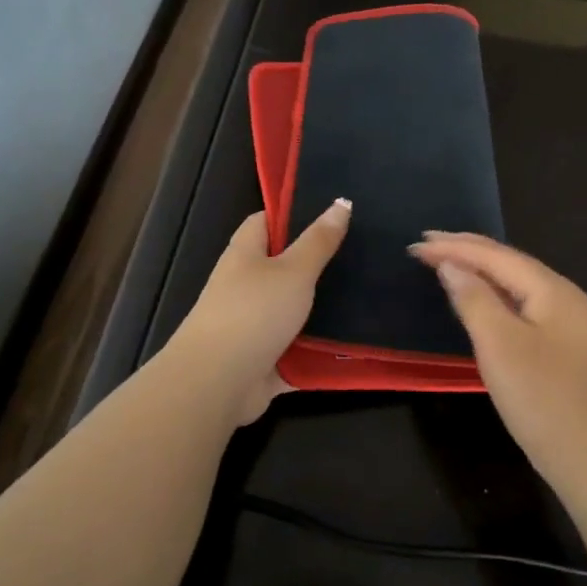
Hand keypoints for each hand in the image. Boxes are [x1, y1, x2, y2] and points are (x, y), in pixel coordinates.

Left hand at [170, 199, 352, 425]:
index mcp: (245, 255)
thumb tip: (341, 202)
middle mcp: (246, 286)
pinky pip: (300, 350)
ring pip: (295, 311)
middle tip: (363, 257)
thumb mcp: (293, 271)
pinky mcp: (265, 360)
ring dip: (324, 310)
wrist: (217, 382)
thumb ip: (319, 241)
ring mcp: (254, 325)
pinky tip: (356, 343)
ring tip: (369, 297)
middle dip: (319, 265)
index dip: (294, 215)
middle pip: (285, 268)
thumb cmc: (253, 313)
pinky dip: (322, 350)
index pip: (266, 222)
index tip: (332, 215)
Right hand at [409, 232, 586, 486]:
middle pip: (509, 264)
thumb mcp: (500, 344)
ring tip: (446, 265)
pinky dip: (494, 297)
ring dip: (480, 272)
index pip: (495, 256)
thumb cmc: (543, 397)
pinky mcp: (564, 351)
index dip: (454, 248)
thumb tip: (452, 266)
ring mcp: (568, 326)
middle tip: (426, 246)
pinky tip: (481, 305)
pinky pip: (522, 308)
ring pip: (516, 286)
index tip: (415, 245)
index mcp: (552, 290)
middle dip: (467, 252)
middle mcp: (565, 298)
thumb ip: (474, 299)